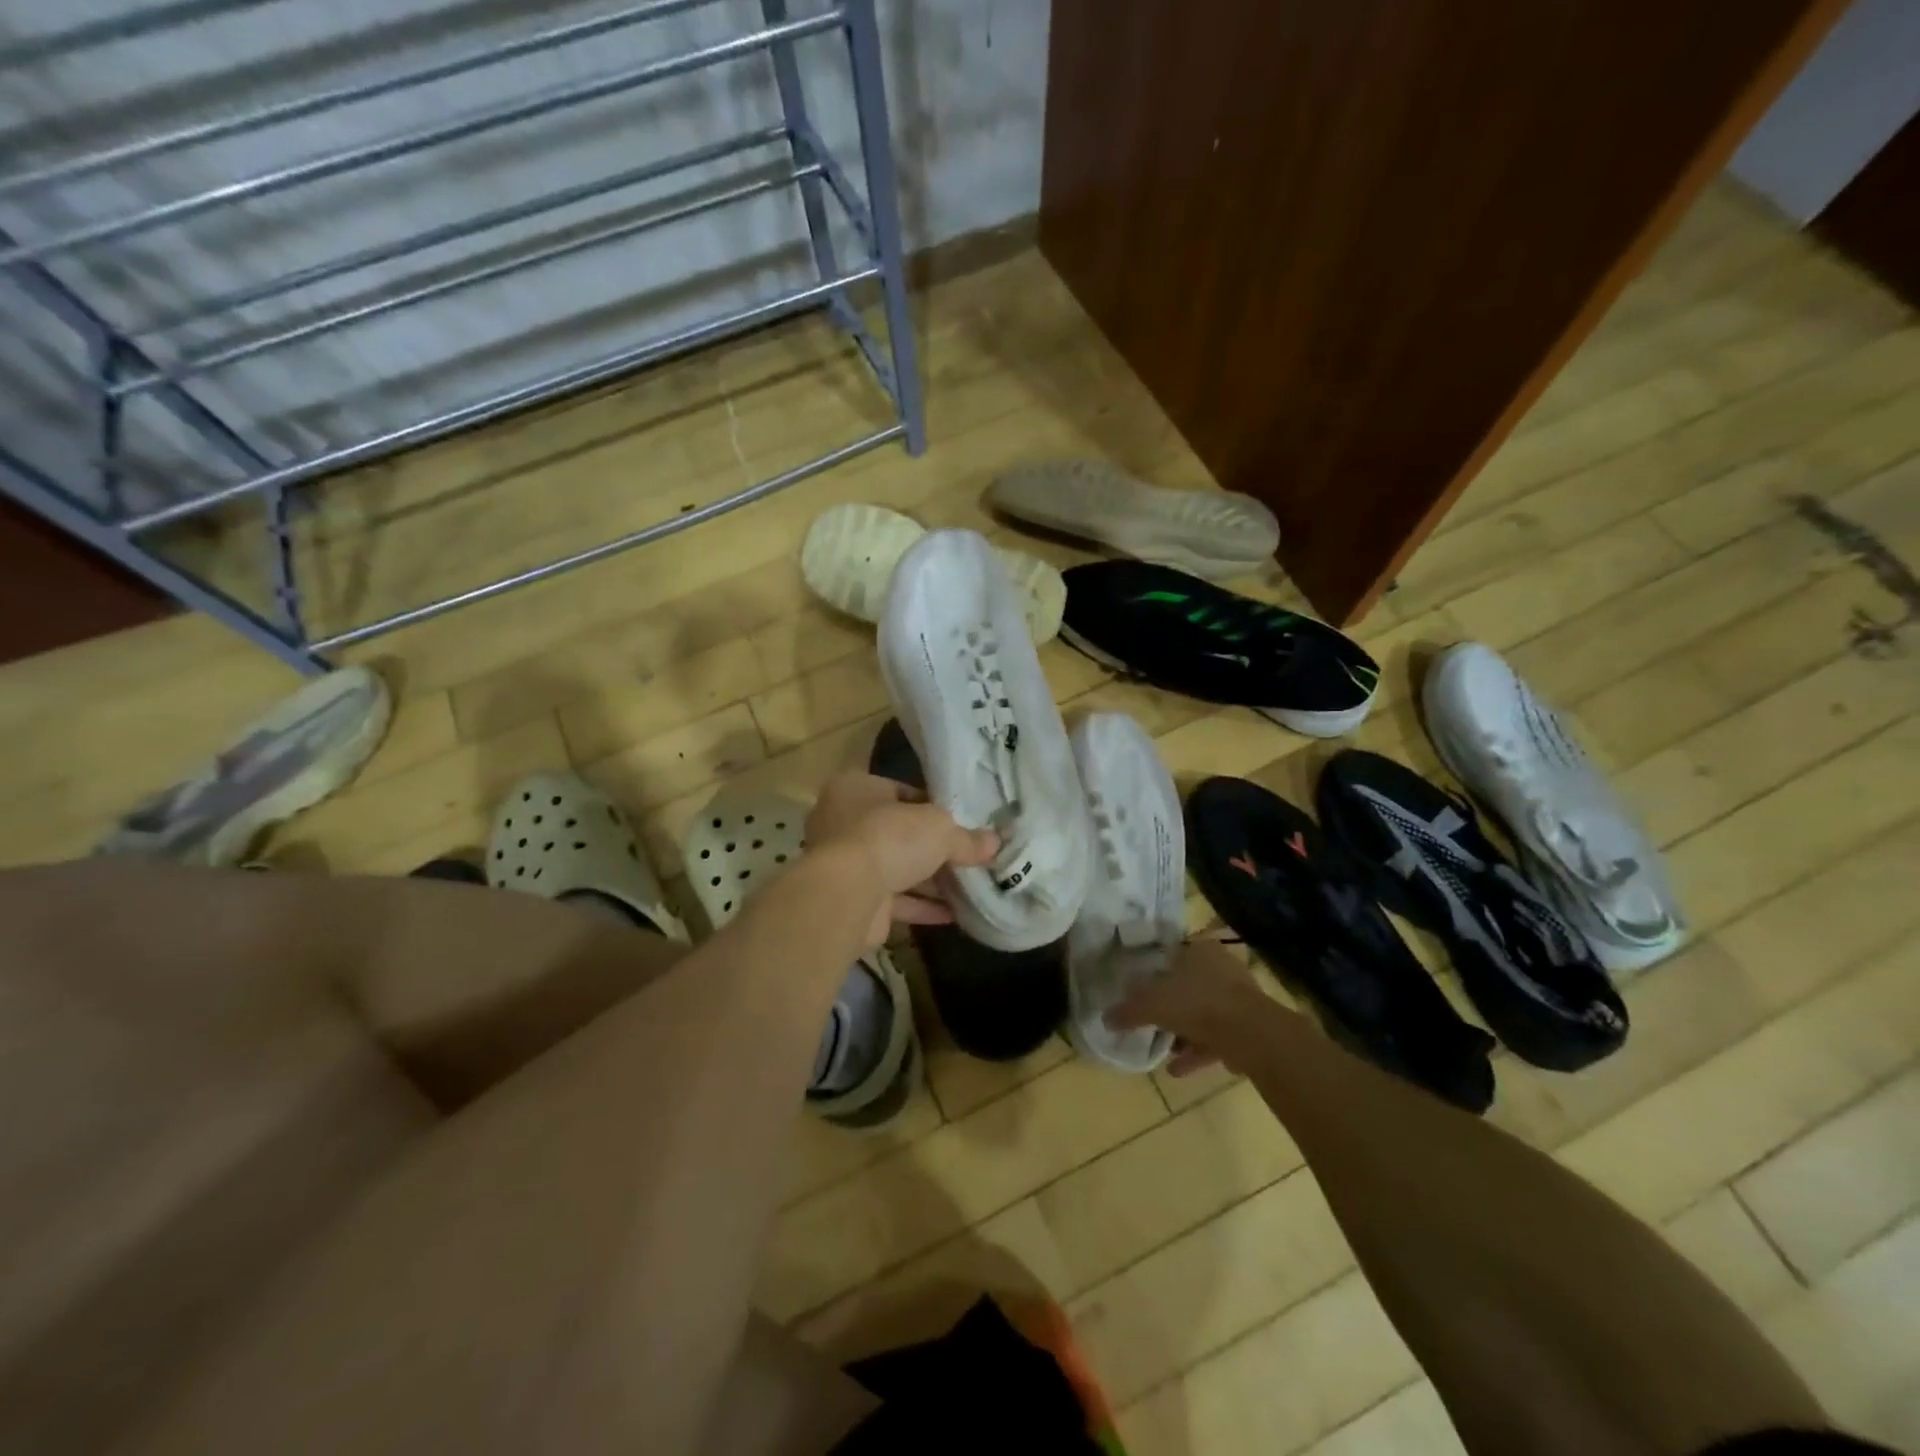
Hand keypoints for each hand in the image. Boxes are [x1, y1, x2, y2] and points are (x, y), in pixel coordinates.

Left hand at [805, 773, 999, 945]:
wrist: (846, 896)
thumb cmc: (888, 839)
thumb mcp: (939, 829)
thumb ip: (966, 838)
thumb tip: (995, 843)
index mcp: (856, 788)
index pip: (901, 792)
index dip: (934, 807)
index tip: (963, 823)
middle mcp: (843, 822)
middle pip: (898, 832)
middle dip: (932, 848)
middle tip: (969, 857)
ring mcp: (845, 864)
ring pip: (895, 868)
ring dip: (929, 880)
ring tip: (969, 887)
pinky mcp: (852, 899)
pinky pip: (893, 900)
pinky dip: (920, 906)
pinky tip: (953, 914)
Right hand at [1107, 936, 1275, 1075]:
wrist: (1250, 1034)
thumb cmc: (1196, 1003)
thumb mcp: (1151, 1004)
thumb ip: (1128, 1010)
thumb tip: (1105, 1018)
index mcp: (1200, 949)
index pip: (1173, 953)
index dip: (1156, 970)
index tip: (1142, 990)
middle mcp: (1222, 967)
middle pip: (1188, 985)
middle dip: (1170, 1006)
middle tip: (1151, 1020)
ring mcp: (1238, 998)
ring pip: (1203, 1013)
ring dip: (1184, 1032)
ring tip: (1163, 1050)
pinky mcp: (1249, 1027)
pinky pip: (1216, 1037)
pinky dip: (1197, 1051)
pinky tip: (1178, 1069)